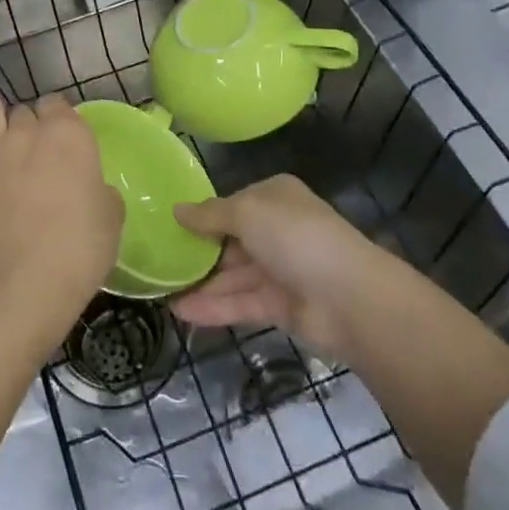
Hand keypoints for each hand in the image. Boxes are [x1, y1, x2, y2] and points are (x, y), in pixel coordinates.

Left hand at [0, 95, 122, 356]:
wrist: (21, 286)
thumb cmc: (78, 252)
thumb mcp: (111, 217)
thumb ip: (98, 188)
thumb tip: (88, 187)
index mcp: (70, 134)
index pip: (58, 103)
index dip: (59, 120)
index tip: (63, 143)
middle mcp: (27, 130)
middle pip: (25, 111)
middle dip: (29, 127)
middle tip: (33, 157)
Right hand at [172, 175, 389, 354]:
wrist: (349, 297)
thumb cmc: (295, 237)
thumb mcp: (246, 213)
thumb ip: (209, 215)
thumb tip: (177, 209)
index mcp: (275, 197)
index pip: (233, 203)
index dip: (204, 214)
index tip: (171, 226)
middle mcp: (278, 230)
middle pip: (231, 240)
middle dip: (199, 251)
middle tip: (159, 261)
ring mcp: (280, 269)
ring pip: (233, 274)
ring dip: (201, 283)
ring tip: (161, 291)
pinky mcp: (280, 306)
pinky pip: (240, 303)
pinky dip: (213, 307)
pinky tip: (181, 312)